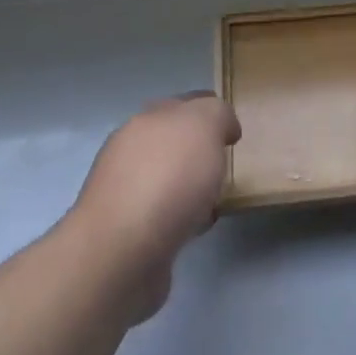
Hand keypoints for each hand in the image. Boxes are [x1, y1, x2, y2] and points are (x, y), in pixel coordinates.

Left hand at [66, 92, 240, 321]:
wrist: (122, 251)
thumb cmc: (168, 178)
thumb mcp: (204, 125)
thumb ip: (217, 114)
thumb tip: (222, 126)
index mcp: (146, 120)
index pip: (184, 103)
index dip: (211, 111)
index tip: (233, 131)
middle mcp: (130, 151)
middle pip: (172, 141)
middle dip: (199, 149)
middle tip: (226, 162)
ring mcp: (124, 192)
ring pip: (168, 178)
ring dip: (190, 185)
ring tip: (215, 198)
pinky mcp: (127, 231)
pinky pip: (164, 214)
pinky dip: (182, 216)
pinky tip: (196, 227)